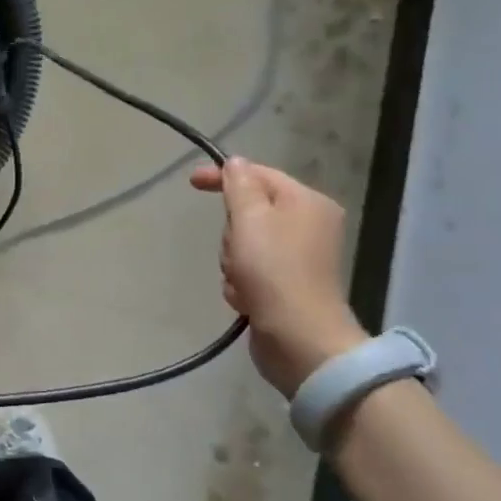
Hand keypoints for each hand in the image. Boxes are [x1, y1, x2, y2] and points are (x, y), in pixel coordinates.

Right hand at [190, 159, 367, 395]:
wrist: (299, 338)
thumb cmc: (274, 270)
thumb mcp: (249, 218)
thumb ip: (239, 186)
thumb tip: (236, 163)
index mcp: (307, 202)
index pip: (259, 174)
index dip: (223, 175)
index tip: (191, 182)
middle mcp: (309, 226)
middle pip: (250, 212)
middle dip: (232, 232)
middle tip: (236, 251)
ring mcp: (299, 258)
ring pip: (244, 244)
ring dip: (233, 262)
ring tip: (242, 281)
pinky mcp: (287, 286)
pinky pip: (250, 272)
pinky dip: (241, 283)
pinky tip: (245, 299)